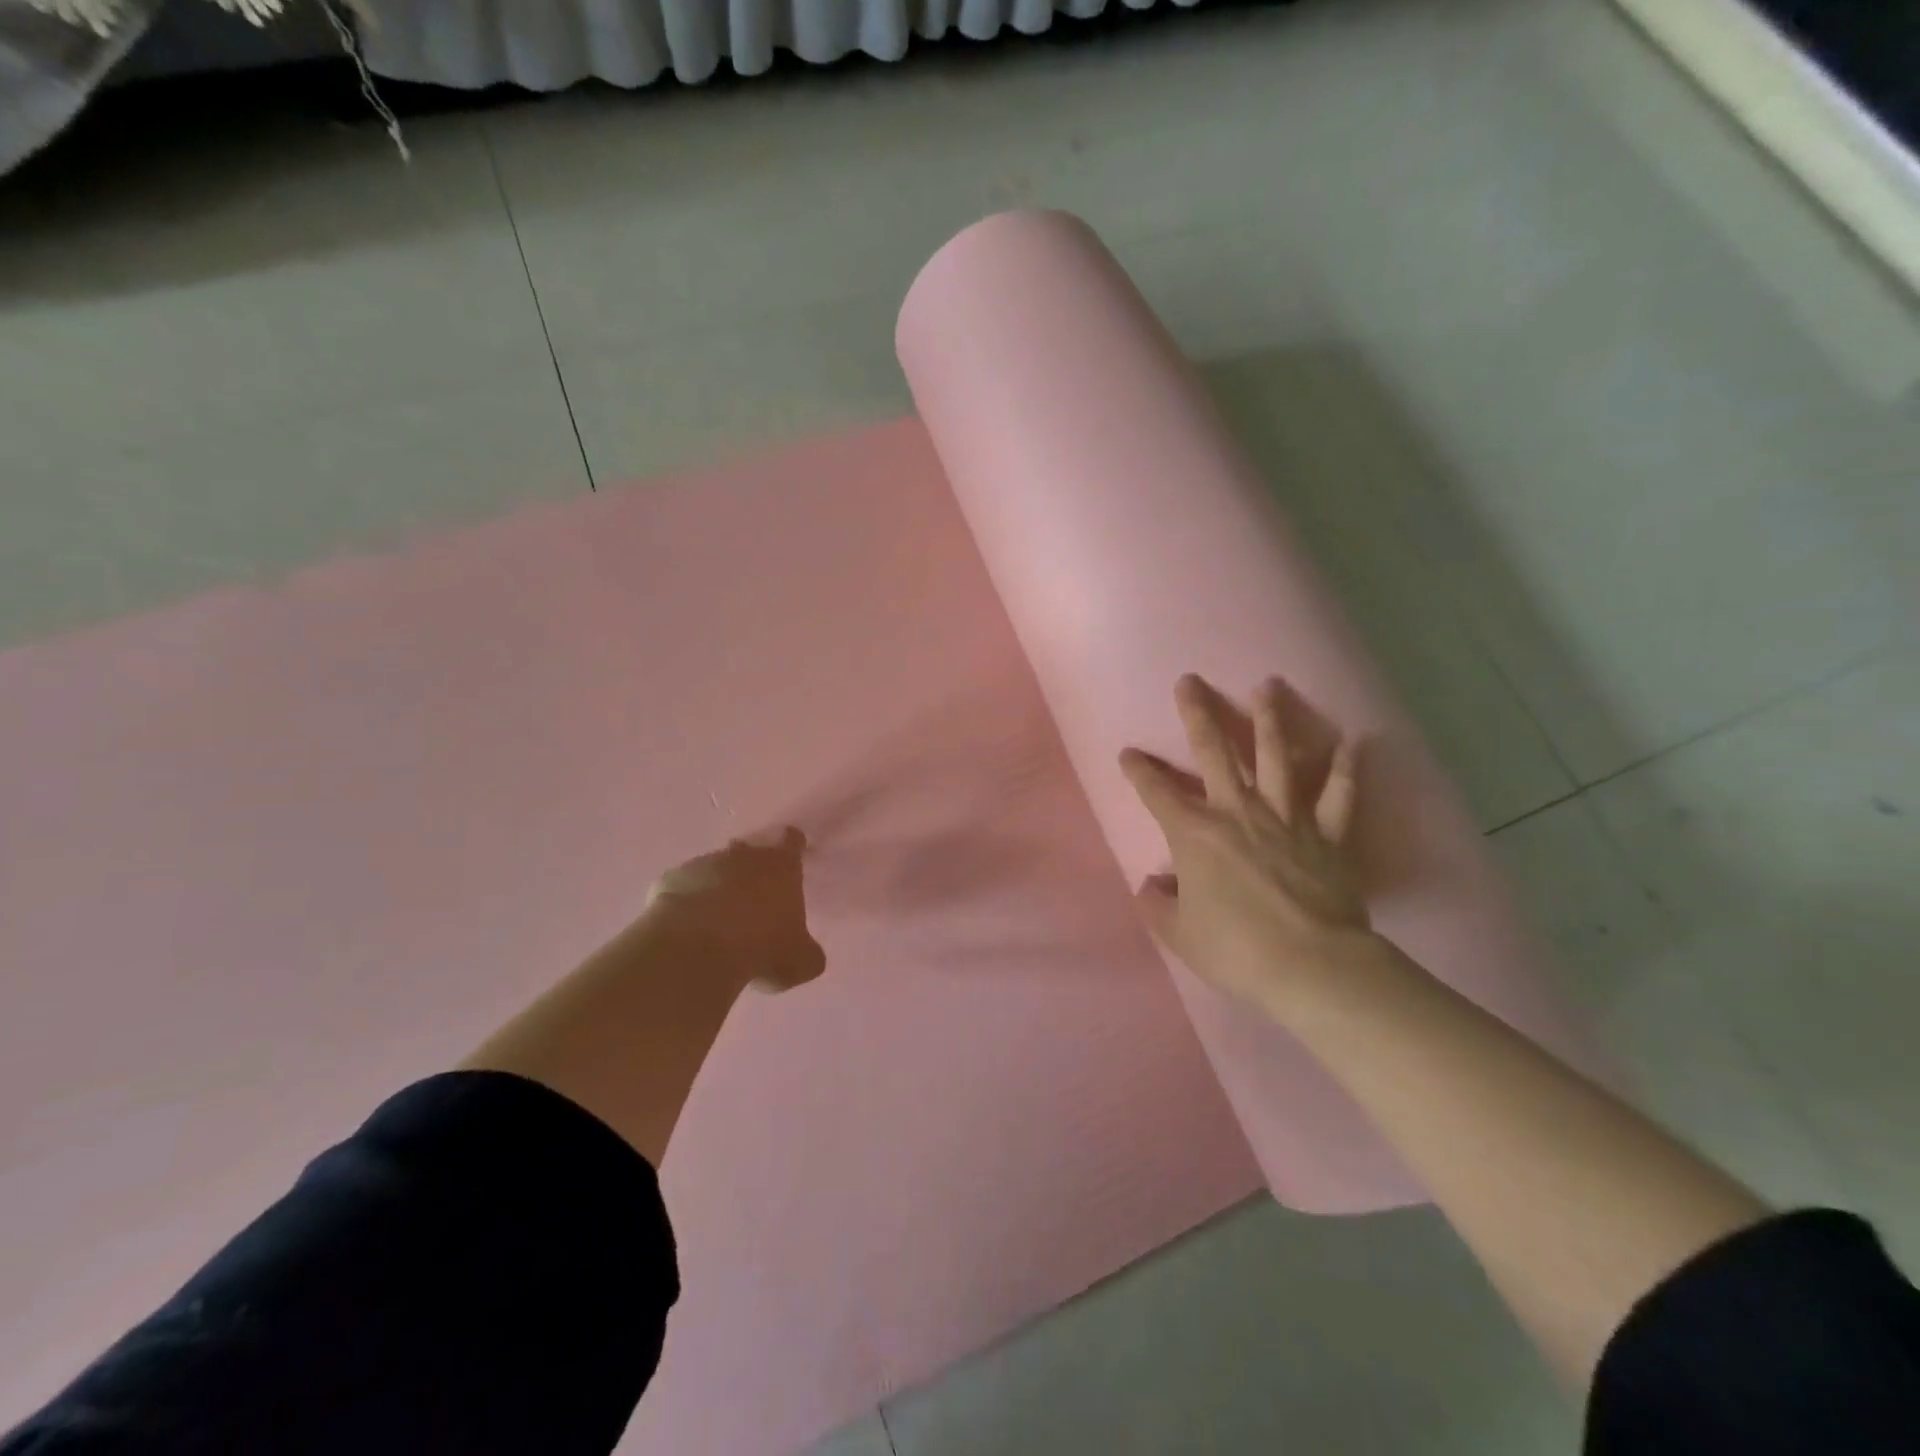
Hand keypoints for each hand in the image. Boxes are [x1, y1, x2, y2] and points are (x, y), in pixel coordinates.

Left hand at [644, 828, 825, 992]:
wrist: (695, 950)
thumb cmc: (760, 947)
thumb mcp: (799, 962)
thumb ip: (807, 953)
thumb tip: (807, 955)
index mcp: (781, 866)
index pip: (792, 841)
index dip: (792, 847)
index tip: (791, 858)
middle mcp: (743, 856)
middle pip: (749, 850)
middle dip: (750, 868)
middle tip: (753, 897)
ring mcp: (702, 864)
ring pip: (713, 869)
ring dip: (716, 887)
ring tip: (716, 922)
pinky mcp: (669, 880)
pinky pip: (681, 888)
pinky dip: (685, 903)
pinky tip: (686, 930)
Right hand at [1119, 674, 1378, 1019]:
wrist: (1310, 966)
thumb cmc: (1235, 949)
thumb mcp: (1179, 934)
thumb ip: (1159, 905)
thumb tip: (1153, 885)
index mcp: (1194, 834)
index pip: (1157, 793)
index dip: (1139, 771)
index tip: (1128, 753)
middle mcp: (1237, 813)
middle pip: (1214, 753)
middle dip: (1198, 715)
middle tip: (1190, 681)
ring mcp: (1286, 818)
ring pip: (1276, 757)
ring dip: (1270, 719)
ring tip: (1268, 685)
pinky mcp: (1327, 835)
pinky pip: (1338, 796)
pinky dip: (1345, 769)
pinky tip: (1353, 742)